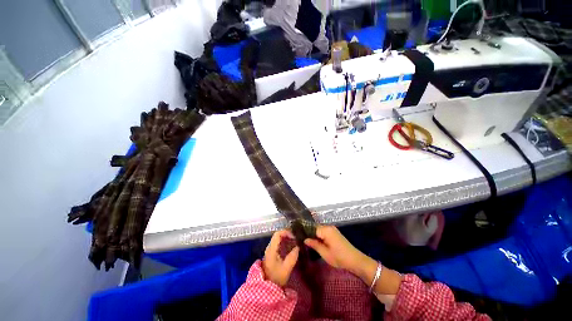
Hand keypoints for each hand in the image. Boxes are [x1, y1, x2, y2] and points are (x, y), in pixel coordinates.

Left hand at [262, 230, 299, 286]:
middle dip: (287, 234)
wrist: (266, 287)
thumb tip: (298, 247)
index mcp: (271, 249)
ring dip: (286, 238)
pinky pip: (278, 244)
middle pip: (277, 235)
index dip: (286, 232)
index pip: (277, 234)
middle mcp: (269, 247)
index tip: (294, 236)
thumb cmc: (276, 278)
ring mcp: (270, 250)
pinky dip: (284, 242)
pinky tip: (290, 246)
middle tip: (296, 237)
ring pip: (278, 239)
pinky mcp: (271, 254)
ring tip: (295, 241)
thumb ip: (292, 257)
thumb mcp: (286, 269)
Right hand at [304, 225, 364, 272]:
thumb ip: (314, 244)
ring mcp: (332, 230)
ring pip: (319, 230)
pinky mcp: (334, 233)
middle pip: (315, 228)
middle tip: (301, 240)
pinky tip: (315, 241)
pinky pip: (323, 232)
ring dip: (313, 235)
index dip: (305, 232)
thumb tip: (305, 239)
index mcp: (326, 230)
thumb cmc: (339, 257)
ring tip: (306, 241)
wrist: (356, 260)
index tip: (297, 236)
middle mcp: (328, 227)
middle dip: (308, 233)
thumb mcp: (325, 253)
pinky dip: (319, 236)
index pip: (311, 228)